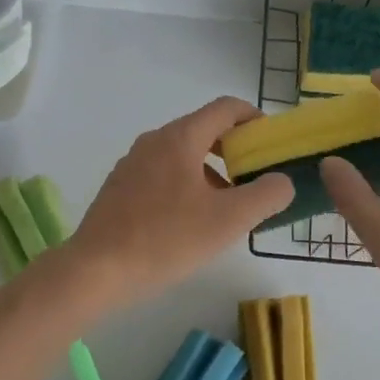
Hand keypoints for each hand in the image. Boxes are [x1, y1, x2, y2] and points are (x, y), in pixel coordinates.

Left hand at [66, 96, 293, 311]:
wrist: (97, 270)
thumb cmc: (167, 238)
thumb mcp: (229, 220)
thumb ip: (266, 195)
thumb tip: (282, 181)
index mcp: (180, 138)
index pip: (226, 109)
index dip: (255, 119)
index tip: (272, 143)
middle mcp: (154, 141)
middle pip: (204, 130)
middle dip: (235, 150)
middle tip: (256, 178)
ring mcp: (132, 164)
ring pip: (183, 155)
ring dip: (212, 171)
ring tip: (228, 207)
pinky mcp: (120, 188)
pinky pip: (163, 174)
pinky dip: (187, 185)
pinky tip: (191, 222)